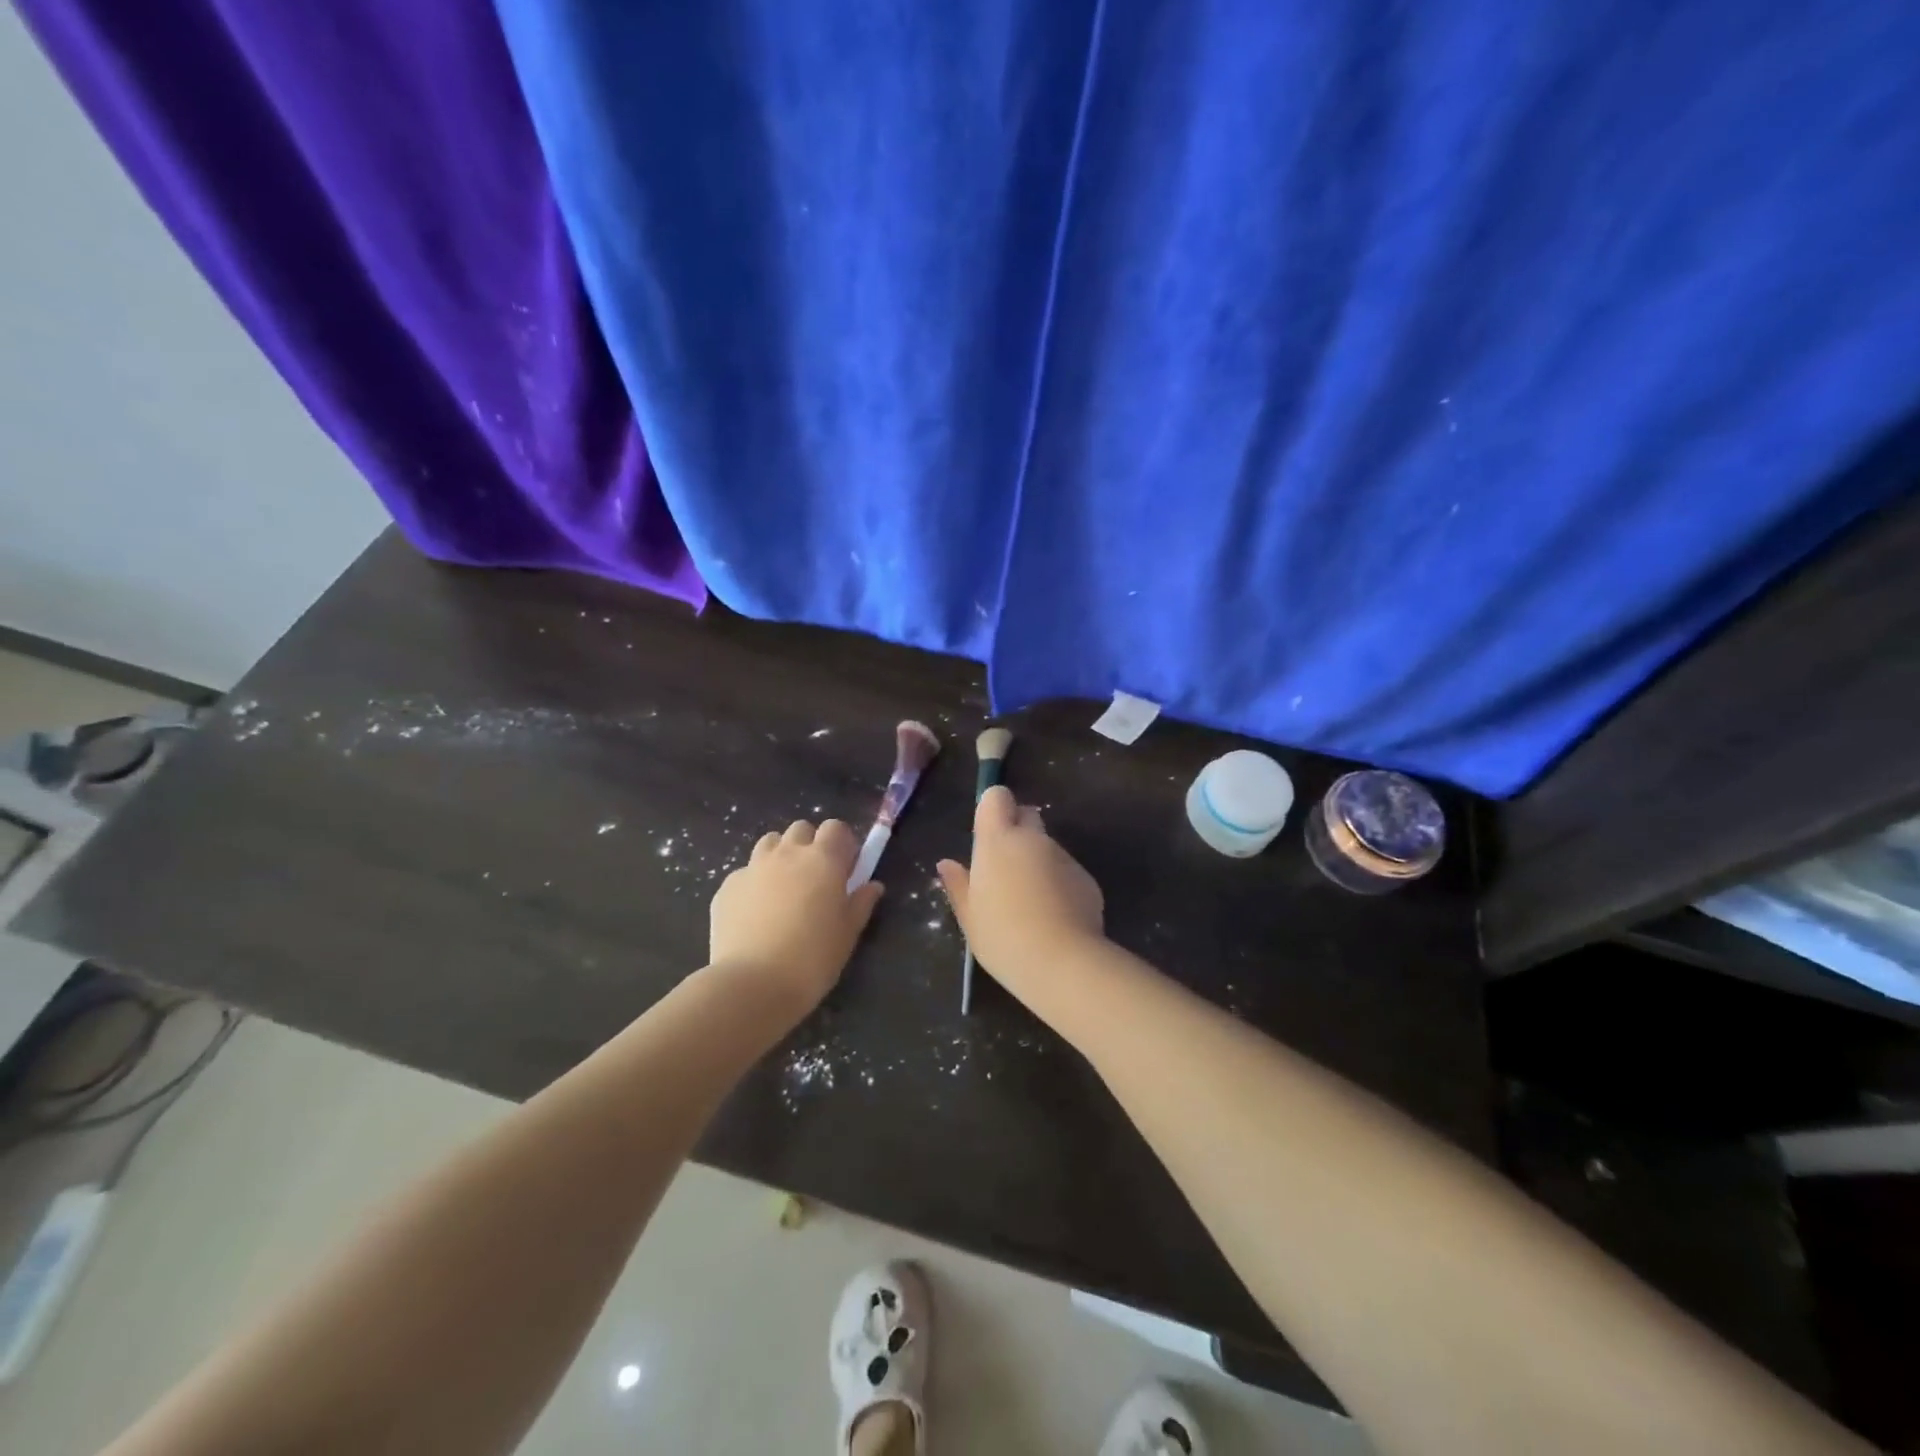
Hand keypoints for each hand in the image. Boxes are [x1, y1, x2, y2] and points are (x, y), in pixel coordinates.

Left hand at [709, 819, 884, 1010]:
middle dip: (810, 845)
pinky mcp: (727, 887)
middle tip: (815, 878)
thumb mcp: (848, 933)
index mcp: (823, 860)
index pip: (836, 828)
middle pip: (801, 829)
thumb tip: (872, 886)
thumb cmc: (813, 958)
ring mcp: (753, 867)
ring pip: (769, 843)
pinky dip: (755, 883)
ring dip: (780, 856)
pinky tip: (756, 912)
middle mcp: (787, 854)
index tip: (846, 868)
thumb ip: (861, 903)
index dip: (842, 844)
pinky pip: (745, 872)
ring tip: (784, 889)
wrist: (753, 984)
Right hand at [937, 786, 1104, 1004]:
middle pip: (1027, 815)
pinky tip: (1054, 917)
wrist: (1062, 962)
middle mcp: (1033, 839)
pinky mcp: (1086, 878)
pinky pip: (1067, 871)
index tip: (987, 834)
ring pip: (1048, 847)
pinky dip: (1059, 884)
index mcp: (997, 841)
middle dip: (1018, 832)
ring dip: (1038, 862)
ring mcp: (1063, 857)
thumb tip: (946, 864)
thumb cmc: (1003, 937)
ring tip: (1031, 903)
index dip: (993, 808)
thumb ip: (958, 885)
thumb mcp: (970, 916)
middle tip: (1006, 869)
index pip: (996, 797)